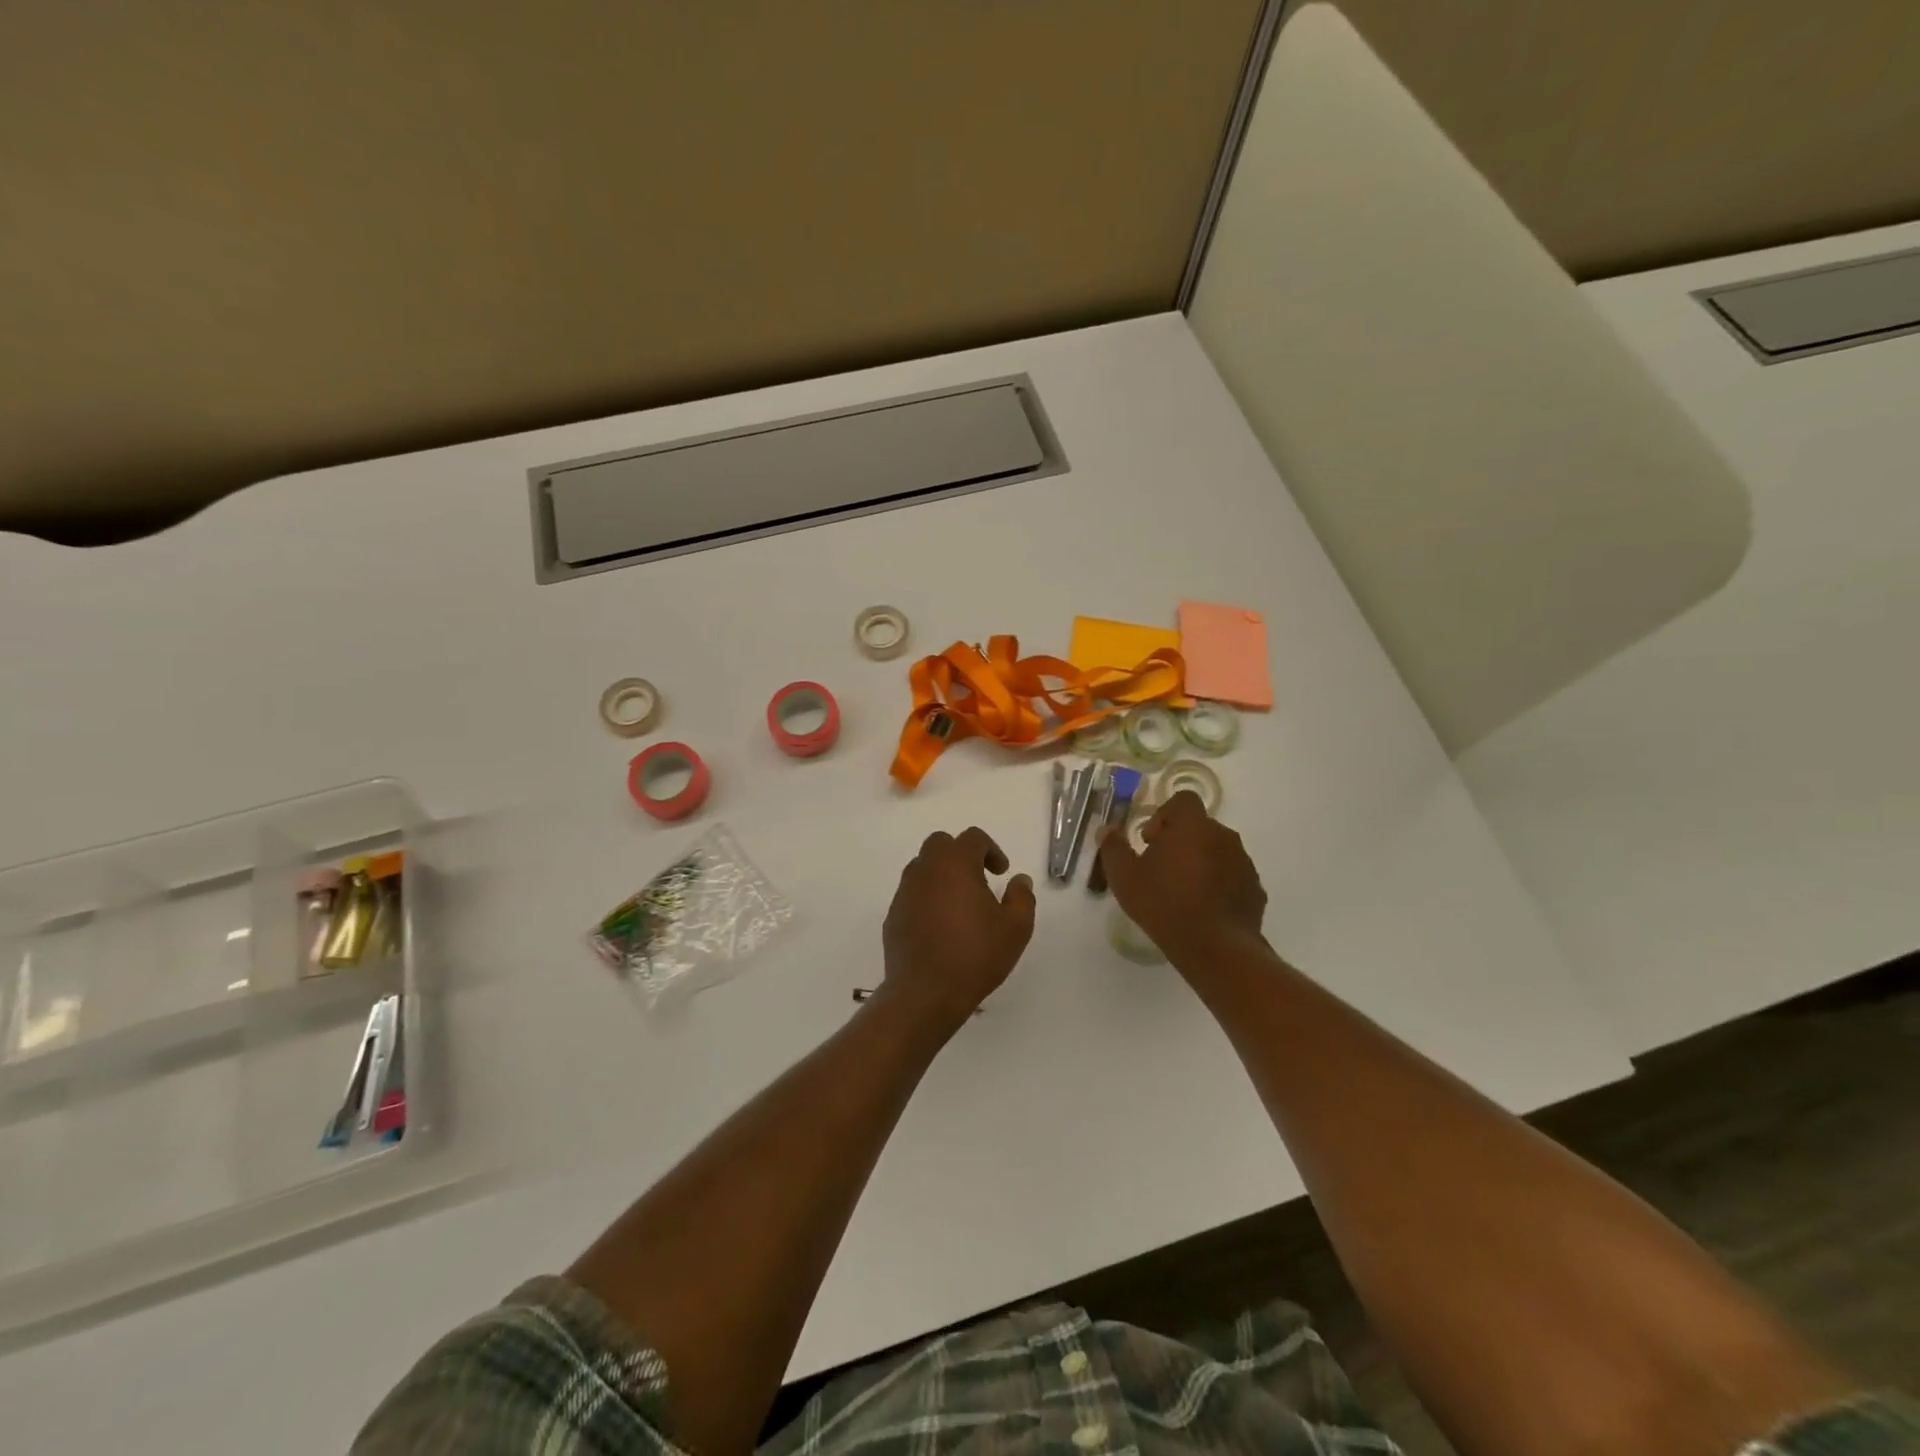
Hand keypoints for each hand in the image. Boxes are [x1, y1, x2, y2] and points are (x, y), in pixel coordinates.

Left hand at [881, 827, 1035, 1025]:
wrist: (925, 993)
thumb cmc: (975, 955)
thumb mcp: (1015, 928)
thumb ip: (1022, 897)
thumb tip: (1019, 880)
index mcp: (955, 864)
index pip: (973, 838)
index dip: (992, 850)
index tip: (1001, 873)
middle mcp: (925, 870)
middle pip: (941, 844)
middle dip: (962, 854)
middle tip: (979, 880)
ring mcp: (905, 892)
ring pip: (923, 867)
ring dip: (942, 875)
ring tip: (960, 904)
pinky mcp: (893, 915)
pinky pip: (912, 894)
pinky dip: (927, 898)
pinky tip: (941, 926)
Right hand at [1097, 790, 1267, 966]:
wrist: (1215, 948)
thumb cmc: (1164, 904)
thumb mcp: (1125, 877)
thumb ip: (1113, 848)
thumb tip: (1106, 830)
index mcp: (1192, 826)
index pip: (1183, 800)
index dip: (1163, 815)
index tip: (1150, 842)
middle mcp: (1223, 835)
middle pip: (1199, 826)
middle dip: (1180, 841)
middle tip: (1161, 870)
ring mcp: (1243, 862)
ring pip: (1217, 851)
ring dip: (1200, 862)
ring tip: (1182, 893)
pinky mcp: (1255, 888)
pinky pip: (1232, 876)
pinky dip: (1218, 884)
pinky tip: (1203, 909)